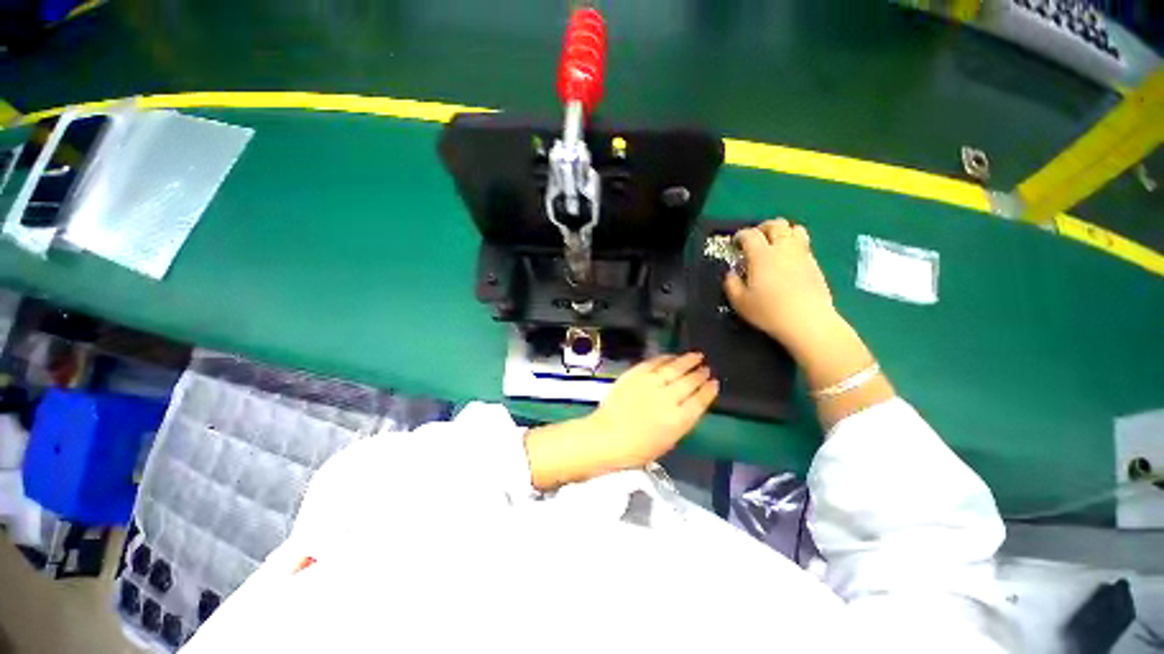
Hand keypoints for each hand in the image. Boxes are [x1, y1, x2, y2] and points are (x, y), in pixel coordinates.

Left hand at [525, 353, 718, 489]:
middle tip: (706, 367)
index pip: (700, 401)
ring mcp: (650, 384)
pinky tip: (671, 356)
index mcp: (678, 420)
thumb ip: (681, 422)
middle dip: (700, 373)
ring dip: (687, 360)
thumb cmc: (635, 449)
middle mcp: (667, 398)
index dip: (709, 390)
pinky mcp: (635, 375)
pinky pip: (654, 362)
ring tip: (696, 356)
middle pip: (689, 381)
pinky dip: (665, 358)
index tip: (714, 383)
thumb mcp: (667, 442)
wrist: (606, 437)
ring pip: (674, 367)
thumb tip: (688, 406)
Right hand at [724, 218, 836, 353]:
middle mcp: (783, 249)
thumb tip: (731, 273)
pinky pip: (804, 244)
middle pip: (776, 224)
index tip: (735, 243)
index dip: (740, 235)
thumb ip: (731, 284)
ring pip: (795, 229)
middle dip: (763, 228)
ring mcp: (802, 254)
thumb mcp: (740, 301)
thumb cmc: (769, 311)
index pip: (750, 234)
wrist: (808, 321)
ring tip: (774, 244)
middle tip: (755, 239)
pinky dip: (793, 244)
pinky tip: (787, 260)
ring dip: (782, 232)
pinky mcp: (814, 264)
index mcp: (762, 255)